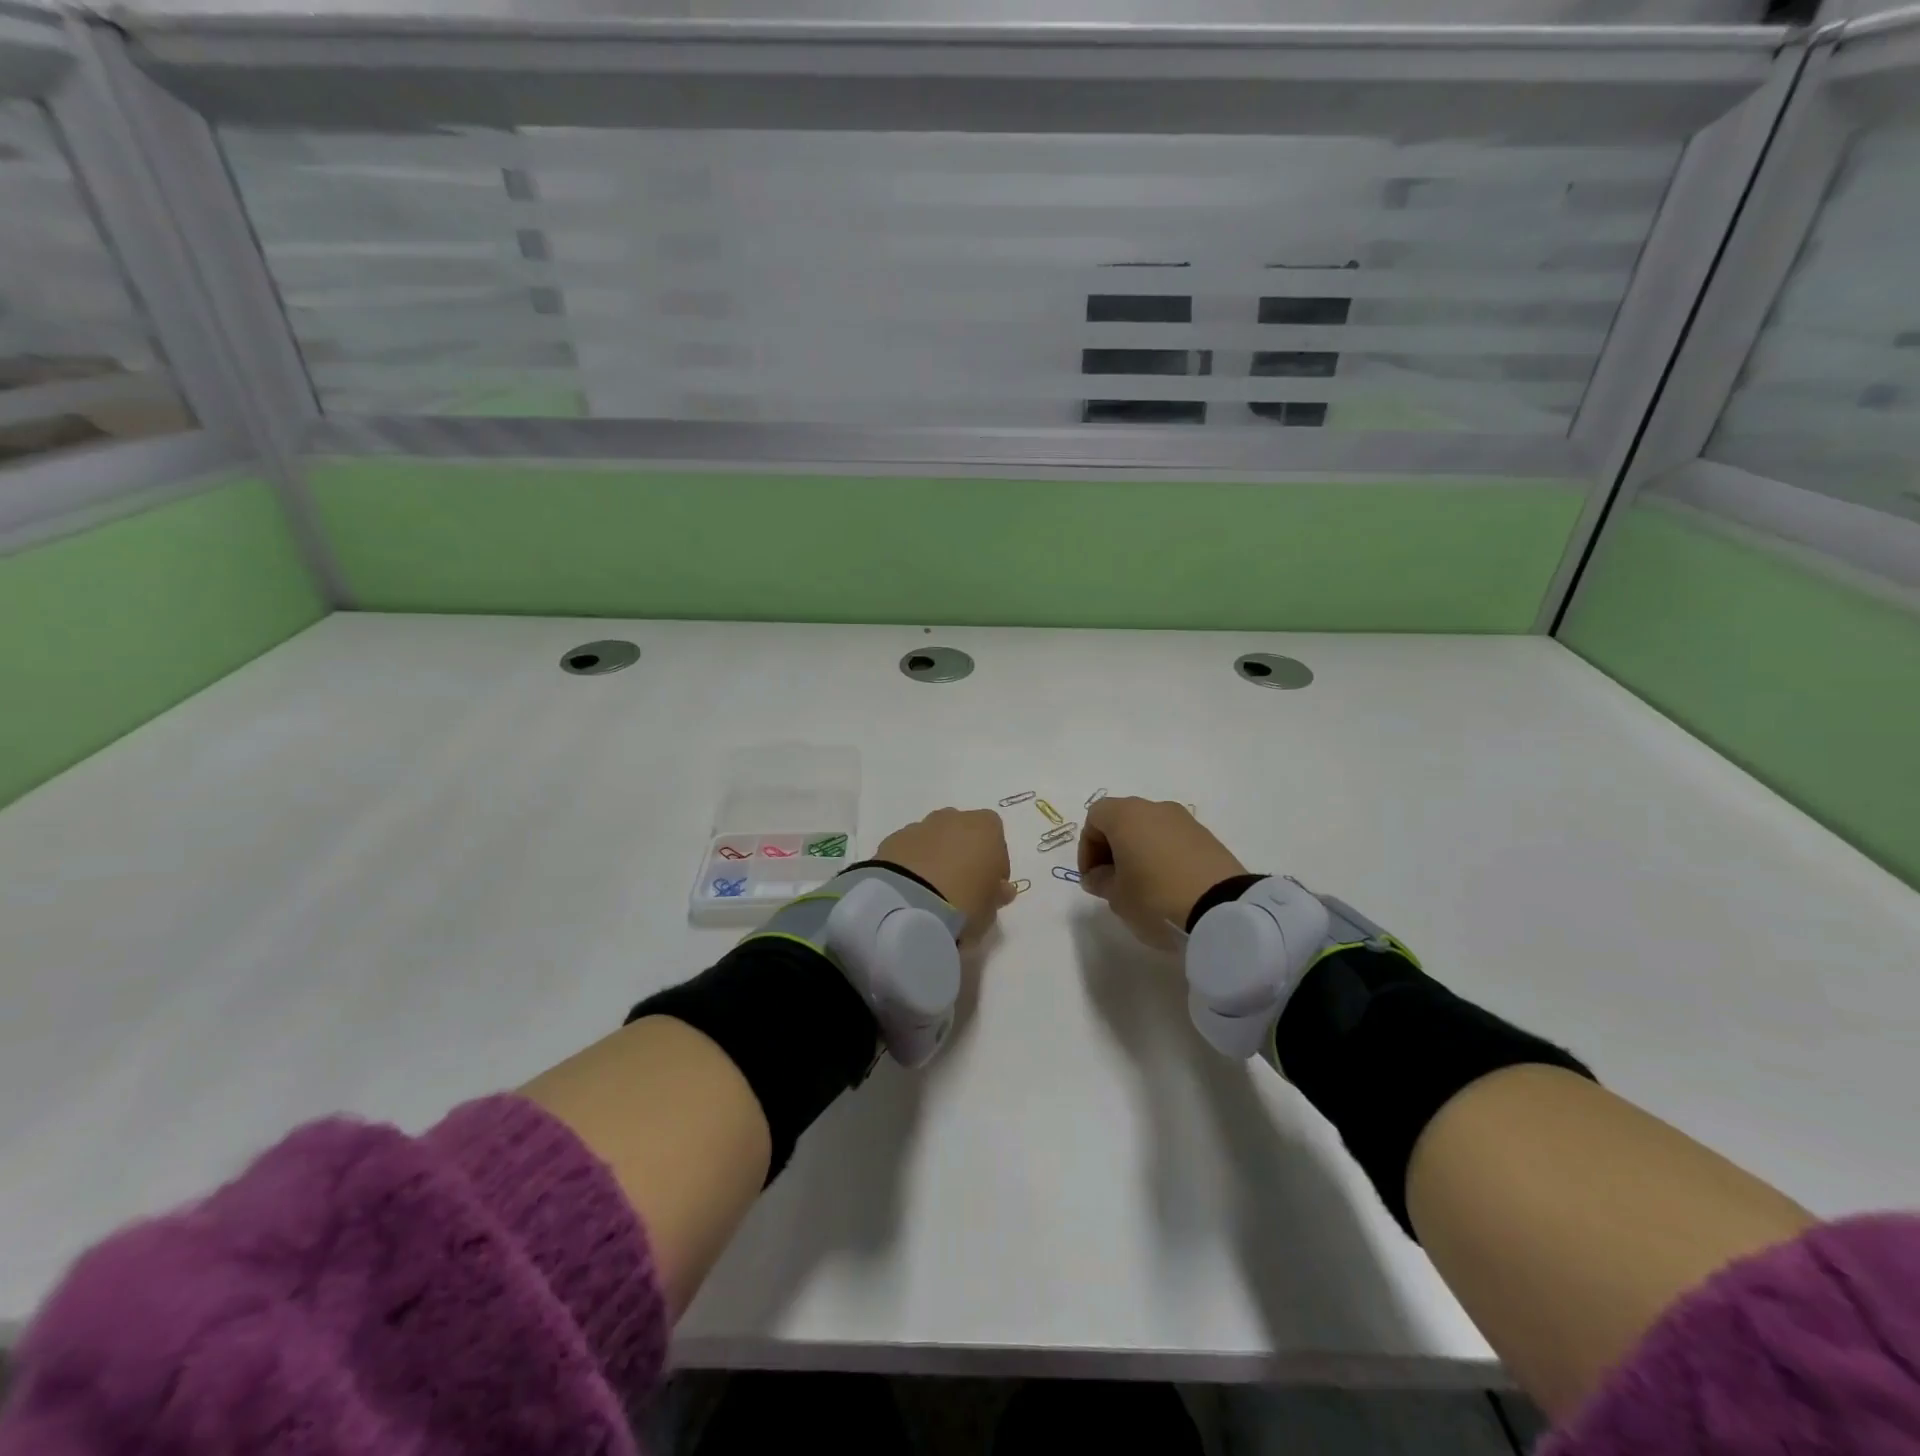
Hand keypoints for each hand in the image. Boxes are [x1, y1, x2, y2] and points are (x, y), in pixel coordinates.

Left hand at [876, 808, 1017, 940]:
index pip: (996, 837)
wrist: (908, 905)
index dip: (994, 862)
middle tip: (960, 885)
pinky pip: (909, 849)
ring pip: (933, 838)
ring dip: (935, 856)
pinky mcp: (892, 840)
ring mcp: (919, 826)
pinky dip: (911, 863)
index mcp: (985, 827)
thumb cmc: (964, 902)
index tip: (990, 886)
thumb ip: (997, 894)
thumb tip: (1001, 889)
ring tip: (931, 889)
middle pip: (963, 832)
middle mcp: (952, 818)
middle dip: (962, 853)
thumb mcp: (991, 908)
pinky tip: (910, 888)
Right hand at [1079, 798, 1246, 949]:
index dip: (1087, 847)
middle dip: (1112, 848)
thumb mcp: (1117, 897)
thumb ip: (1100, 882)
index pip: (1094, 818)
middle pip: (1123, 819)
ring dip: (1139, 851)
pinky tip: (1167, 885)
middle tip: (1112, 880)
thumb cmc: (1155, 898)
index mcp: (1126, 815)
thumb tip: (1098, 876)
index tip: (1092, 878)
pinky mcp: (1208, 837)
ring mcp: (1185, 821)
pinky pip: (1173, 840)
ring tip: (1141, 885)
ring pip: (1149, 828)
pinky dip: (1163, 855)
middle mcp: (1155, 808)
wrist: (1223, 910)